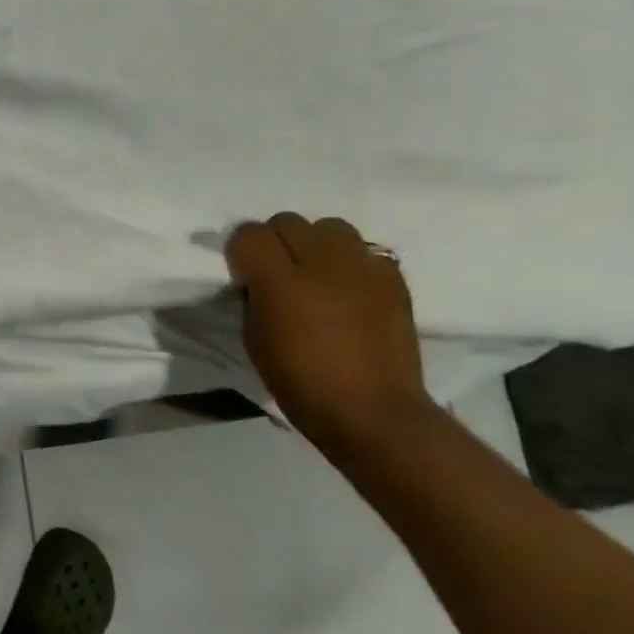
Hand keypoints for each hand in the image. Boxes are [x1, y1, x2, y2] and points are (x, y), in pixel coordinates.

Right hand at [227, 213, 437, 453]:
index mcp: (279, 281)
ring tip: (317, 274)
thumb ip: (253, 297)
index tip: (243, 274)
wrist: (373, 412)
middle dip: (275, 242)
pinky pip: (364, 250)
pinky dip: (351, 262)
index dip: (240, 251)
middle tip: (277, 274)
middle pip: (287, 221)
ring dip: (315, 244)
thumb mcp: (255, 340)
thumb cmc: (301, 383)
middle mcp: (321, 261)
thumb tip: (257, 279)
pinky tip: (349, 289)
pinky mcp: (392, 277)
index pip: (248, 234)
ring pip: (329, 227)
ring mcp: (362, 265)